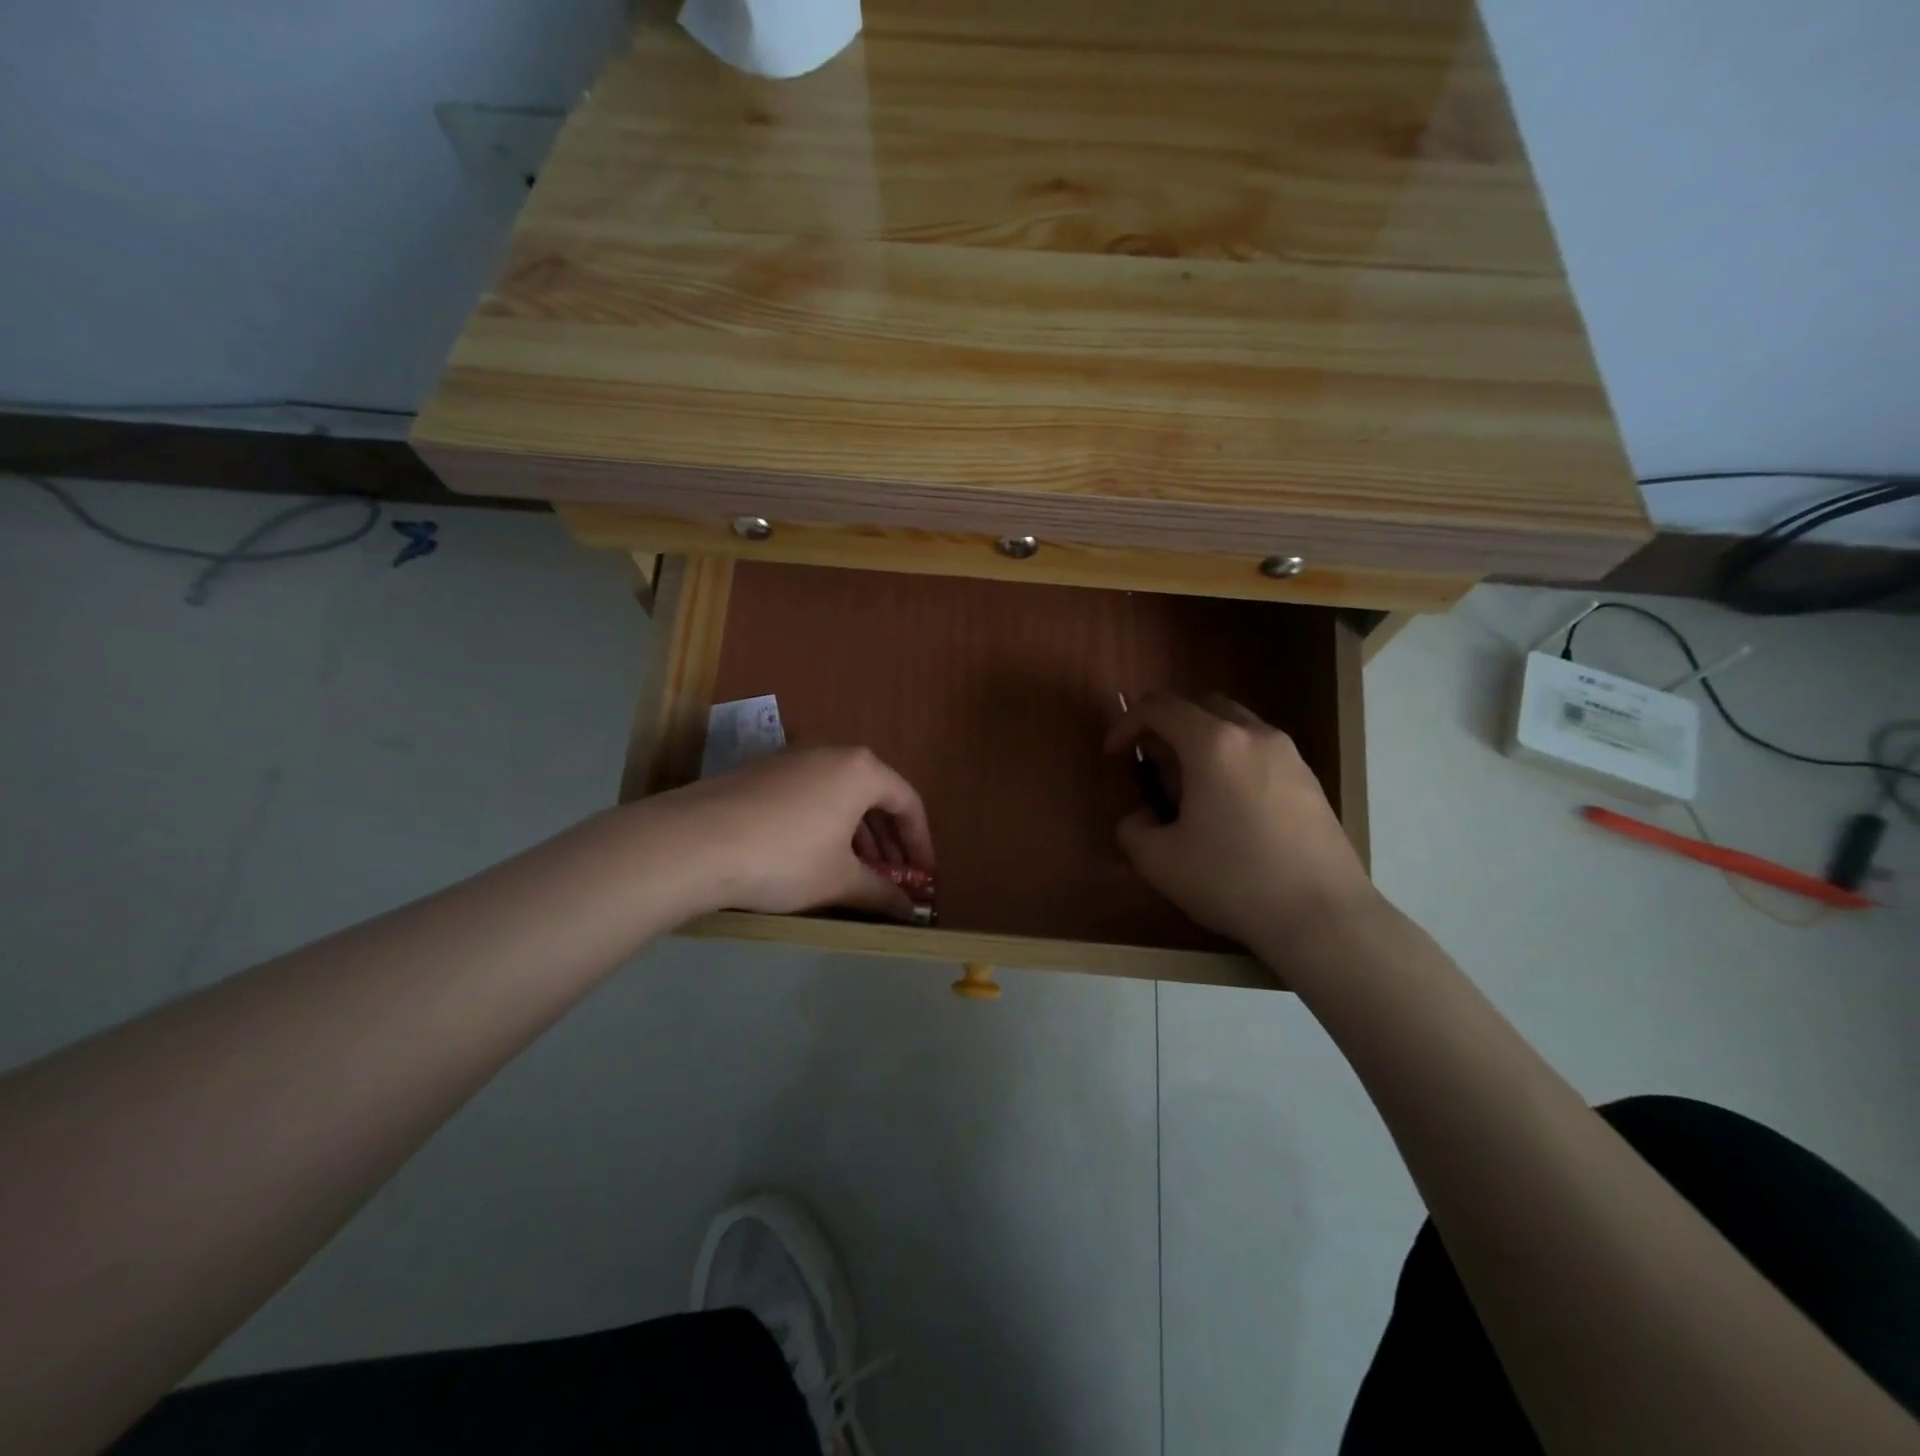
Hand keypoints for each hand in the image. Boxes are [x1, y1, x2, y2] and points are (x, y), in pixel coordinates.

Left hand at [646, 747, 934, 920]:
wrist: (693, 843)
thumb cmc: (784, 857)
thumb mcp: (839, 880)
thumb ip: (881, 893)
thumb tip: (911, 911)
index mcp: (860, 770)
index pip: (908, 802)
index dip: (921, 843)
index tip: (922, 877)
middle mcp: (830, 752)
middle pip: (874, 796)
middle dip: (888, 841)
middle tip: (892, 878)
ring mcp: (792, 758)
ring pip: (840, 795)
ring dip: (857, 834)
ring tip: (857, 872)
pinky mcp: (760, 771)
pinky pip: (810, 795)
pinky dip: (825, 824)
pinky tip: (815, 857)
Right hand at [1106, 694, 1377, 950]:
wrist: (1322, 916)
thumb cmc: (1233, 881)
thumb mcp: (1159, 862)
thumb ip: (1133, 829)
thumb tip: (1144, 817)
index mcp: (1213, 744)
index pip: (1160, 708)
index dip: (1127, 724)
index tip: (1114, 754)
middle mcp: (1254, 735)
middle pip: (1201, 705)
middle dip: (1168, 726)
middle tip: (1154, 766)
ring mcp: (1289, 755)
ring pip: (1235, 726)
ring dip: (1203, 742)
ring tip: (1192, 790)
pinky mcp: (1310, 780)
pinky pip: (1260, 751)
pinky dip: (1234, 761)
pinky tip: (1231, 809)